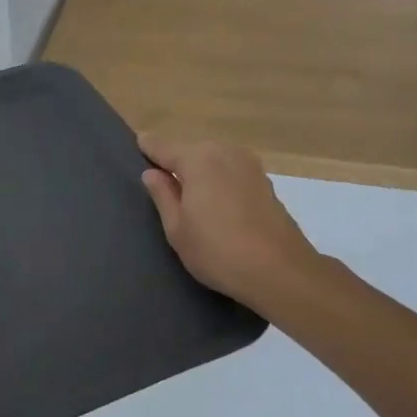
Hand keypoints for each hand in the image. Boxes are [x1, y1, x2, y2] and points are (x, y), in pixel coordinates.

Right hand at [139, 135, 325, 313]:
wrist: (280, 271)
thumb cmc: (217, 251)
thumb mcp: (177, 228)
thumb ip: (162, 195)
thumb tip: (152, 173)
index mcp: (198, 159)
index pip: (163, 147)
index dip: (148, 148)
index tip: (136, 145)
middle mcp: (224, 152)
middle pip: (191, 151)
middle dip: (176, 163)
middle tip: (161, 184)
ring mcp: (249, 165)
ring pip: (213, 161)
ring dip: (200, 172)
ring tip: (188, 196)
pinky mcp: (265, 182)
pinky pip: (231, 173)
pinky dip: (219, 181)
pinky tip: (216, 204)